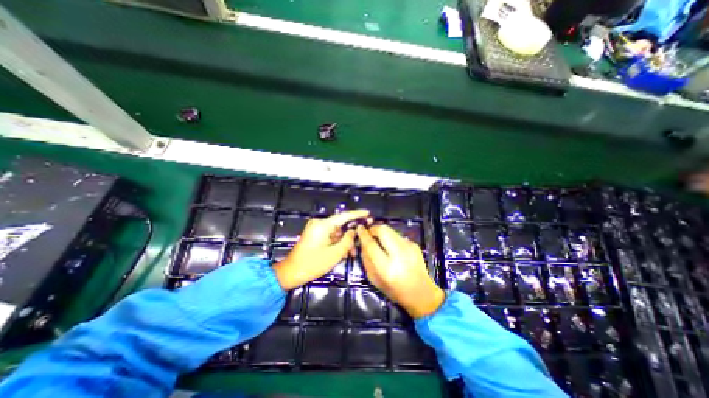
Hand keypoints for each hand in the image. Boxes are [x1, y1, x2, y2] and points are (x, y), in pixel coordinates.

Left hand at [273, 210, 370, 289]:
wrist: (291, 272)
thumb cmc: (312, 264)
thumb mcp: (334, 254)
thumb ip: (347, 241)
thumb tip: (354, 231)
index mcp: (323, 225)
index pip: (344, 216)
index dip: (357, 214)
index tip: (368, 213)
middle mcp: (319, 224)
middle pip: (341, 225)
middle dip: (351, 234)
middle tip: (362, 240)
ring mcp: (316, 229)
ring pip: (336, 232)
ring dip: (344, 241)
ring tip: (352, 253)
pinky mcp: (315, 235)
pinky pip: (330, 236)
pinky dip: (337, 243)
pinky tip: (343, 252)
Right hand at [358, 225, 444, 318]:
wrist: (422, 293)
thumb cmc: (395, 290)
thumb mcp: (375, 279)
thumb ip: (367, 259)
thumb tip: (363, 243)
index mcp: (386, 267)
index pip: (371, 245)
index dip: (363, 235)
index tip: (359, 229)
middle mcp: (399, 255)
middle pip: (383, 230)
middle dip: (374, 229)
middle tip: (370, 233)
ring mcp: (409, 248)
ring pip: (391, 230)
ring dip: (382, 233)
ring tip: (380, 240)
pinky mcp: (415, 245)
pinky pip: (398, 236)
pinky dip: (392, 238)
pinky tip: (393, 248)